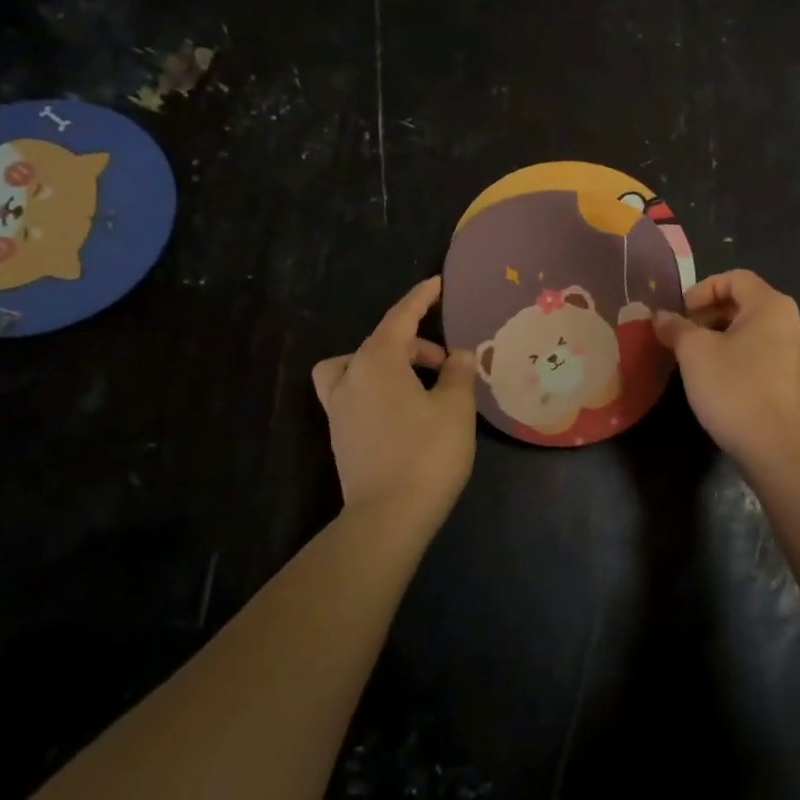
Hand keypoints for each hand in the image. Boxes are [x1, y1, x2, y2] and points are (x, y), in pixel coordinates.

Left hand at [312, 277, 477, 522]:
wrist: (388, 516)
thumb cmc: (427, 453)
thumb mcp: (456, 407)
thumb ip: (458, 373)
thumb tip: (458, 355)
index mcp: (377, 361)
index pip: (400, 317)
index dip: (421, 298)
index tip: (437, 283)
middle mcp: (351, 376)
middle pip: (381, 342)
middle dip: (416, 344)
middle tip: (449, 364)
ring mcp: (340, 407)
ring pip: (358, 365)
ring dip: (388, 363)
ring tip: (420, 383)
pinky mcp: (341, 433)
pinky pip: (353, 391)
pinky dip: (375, 386)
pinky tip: (403, 409)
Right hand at [652, 269, 799, 463]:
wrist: (772, 444)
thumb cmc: (732, 386)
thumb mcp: (694, 352)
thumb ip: (675, 327)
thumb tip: (660, 316)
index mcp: (770, 305)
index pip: (734, 279)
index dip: (701, 289)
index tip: (680, 312)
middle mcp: (788, 321)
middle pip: (742, 302)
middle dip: (706, 313)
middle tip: (680, 333)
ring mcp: (791, 351)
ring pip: (748, 329)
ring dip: (717, 335)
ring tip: (691, 355)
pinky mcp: (788, 377)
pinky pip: (756, 351)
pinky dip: (732, 353)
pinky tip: (712, 375)